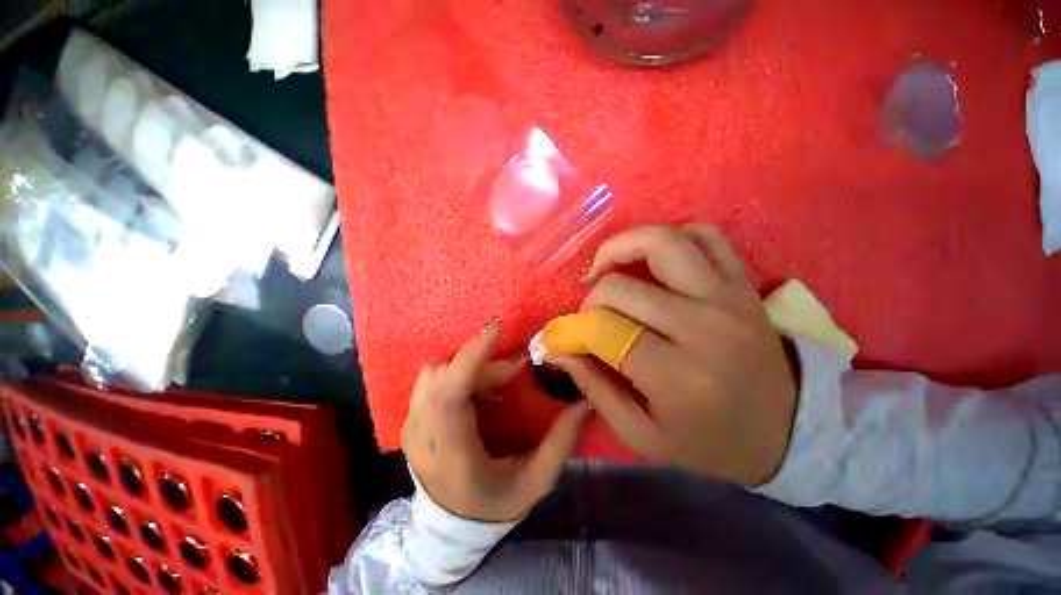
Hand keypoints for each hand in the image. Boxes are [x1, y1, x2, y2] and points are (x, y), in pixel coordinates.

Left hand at [402, 320, 591, 521]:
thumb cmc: (494, 506)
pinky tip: (480, 387)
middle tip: (516, 366)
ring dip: (470, 365)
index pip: (450, 393)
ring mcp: (411, 426)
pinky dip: (458, 372)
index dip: (471, 355)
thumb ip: (561, 443)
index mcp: (452, 455)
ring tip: (499, 377)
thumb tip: (584, 402)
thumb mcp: (534, 483)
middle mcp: (422, 436)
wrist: (449, 529)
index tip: (496, 328)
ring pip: (435, 372)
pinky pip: (432, 379)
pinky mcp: (411, 419)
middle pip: (443, 375)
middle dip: (482, 360)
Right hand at [553, 224, 798, 484]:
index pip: (604, 329)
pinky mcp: (741, 284)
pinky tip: (652, 259)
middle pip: (622, 286)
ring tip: (605, 268)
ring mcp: (727, 297)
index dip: (573, 328)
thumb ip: (594, 387)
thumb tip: (560, 349)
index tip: (564, 337)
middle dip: (591, 297)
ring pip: (662, 242)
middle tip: (589, 315)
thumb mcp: (641, 433)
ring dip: (621, 247)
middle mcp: (703, 327)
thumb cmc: (709, 441)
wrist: (786, 430)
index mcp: (677, 376)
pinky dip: (670, 236)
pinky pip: (705, 235)